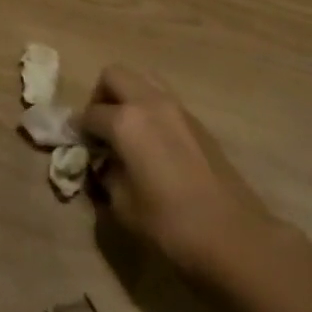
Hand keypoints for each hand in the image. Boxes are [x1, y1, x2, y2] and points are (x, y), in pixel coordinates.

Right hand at [78, 65, 285, 285]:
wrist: (233, 235)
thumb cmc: (170, 225)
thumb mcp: (123, 207)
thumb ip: (106, 176)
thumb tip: (104, 164)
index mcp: (126, 122)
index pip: (90, 114)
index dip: (79, 130)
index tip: (78, 147)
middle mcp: (150, 103)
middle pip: (115, 76)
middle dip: (100, 97)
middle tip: (100, 129)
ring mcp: (178, 108)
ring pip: (143, 79)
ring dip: (127, 96)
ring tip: (126, 131)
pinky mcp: (197, 121)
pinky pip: (164, 99)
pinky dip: (149, 110)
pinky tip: (152, 144)